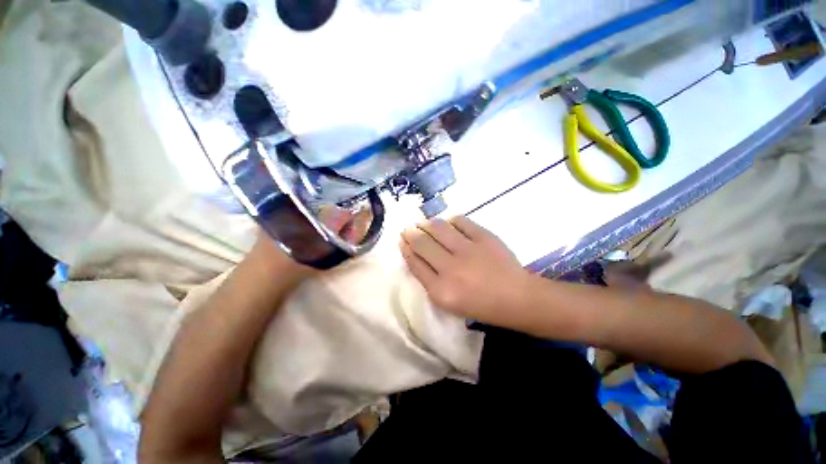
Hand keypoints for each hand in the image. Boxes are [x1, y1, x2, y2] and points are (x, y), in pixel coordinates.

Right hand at [400, 216, 530, 323]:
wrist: (516, 298)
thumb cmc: (481, 305)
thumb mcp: (449, 303)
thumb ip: (430, 281)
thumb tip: (417, 256)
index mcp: (441, 290)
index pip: (415, 263)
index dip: (406, 249)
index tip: (402, 240)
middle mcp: (451, 269)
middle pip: (423, 244)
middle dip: (411, 234)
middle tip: (408, 229)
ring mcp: (468, 250)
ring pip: (439, 228)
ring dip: (427, 223)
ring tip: (424, 223)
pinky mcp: (484, 237)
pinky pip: (461, 221)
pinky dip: (451, 220)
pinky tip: (448, 222)